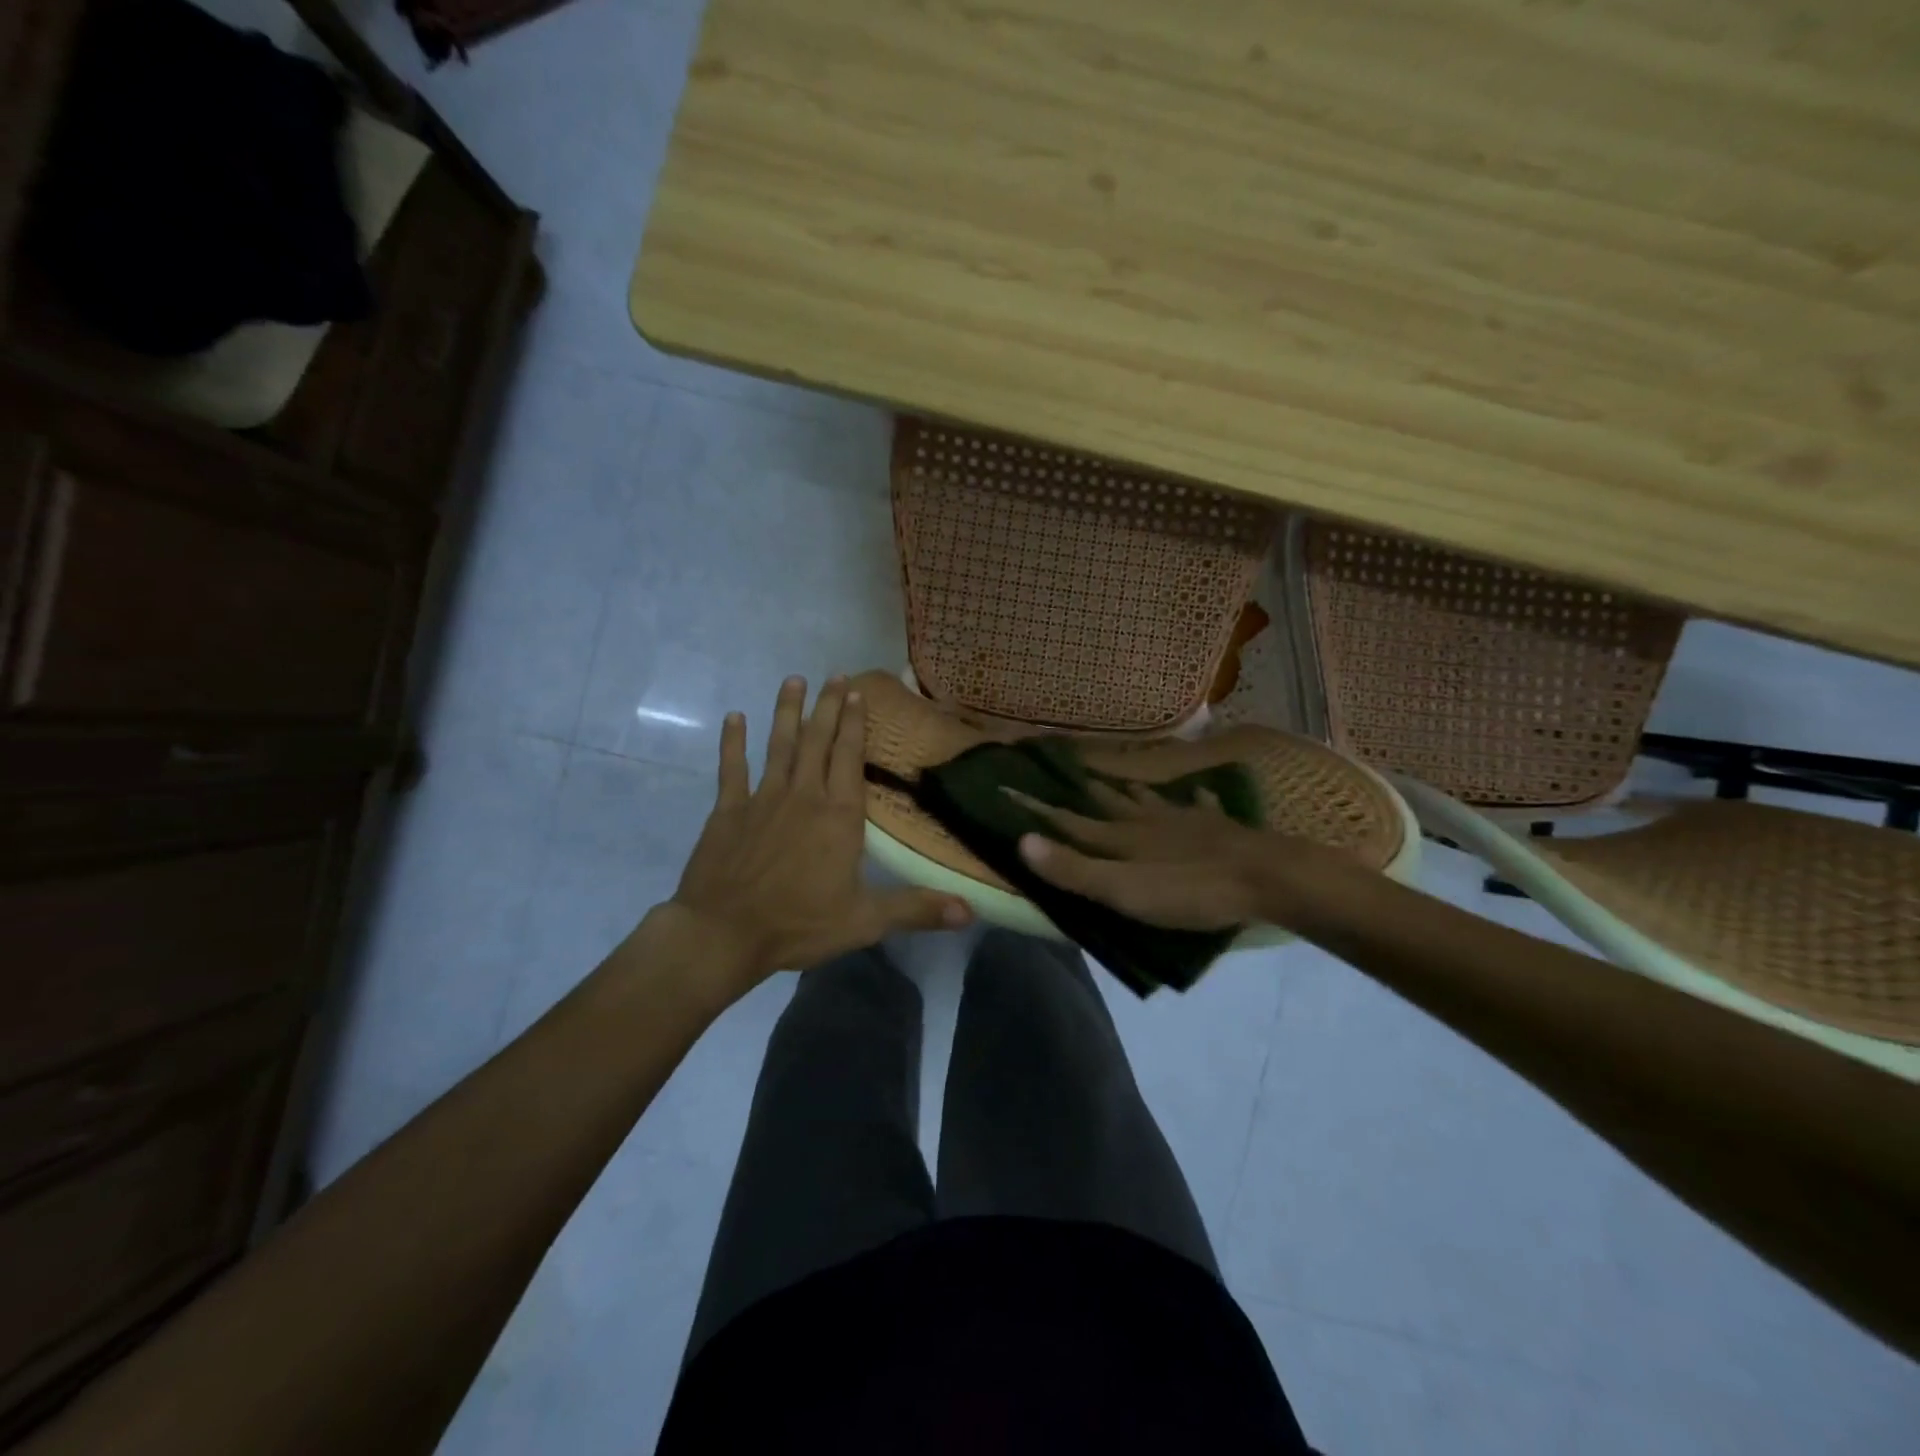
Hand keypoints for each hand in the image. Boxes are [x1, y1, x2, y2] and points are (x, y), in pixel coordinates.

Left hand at [670, 675, 970, 991]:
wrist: (723, 933)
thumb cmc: (798, 924)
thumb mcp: (865, 921)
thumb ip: (917, 909)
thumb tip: (970, 911)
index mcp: (838, 815)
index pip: (850, 757)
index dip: (855, 724)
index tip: (858, 693)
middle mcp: (803, 795)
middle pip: (817, 740)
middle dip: (828, 706)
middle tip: (835, 675)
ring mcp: (762, 798)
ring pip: (778, 744)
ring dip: (787, 711)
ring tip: (793, 680)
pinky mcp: (728, 810)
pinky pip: (731, 767)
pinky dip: (732, 741)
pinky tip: (734, 717)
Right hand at [1014, 780, 1325, 930]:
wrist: (1262, 877)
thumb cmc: (1188, 890)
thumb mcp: (1123, 890)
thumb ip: (1075, 870)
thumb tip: (1022, 841)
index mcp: (1120, 839)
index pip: (1069, 821)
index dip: (1037, 810)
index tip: (1009, 788)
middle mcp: (1145, 822)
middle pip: (1107, 804)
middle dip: (1082, 791)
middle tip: (1064, 770)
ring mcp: (1183, 821)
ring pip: (1147, 801)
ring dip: (1129, 791)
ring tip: (1117, 780)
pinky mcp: (1216, 826)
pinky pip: (1198, 805)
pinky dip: (1193, 799)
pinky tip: (1197, 792)